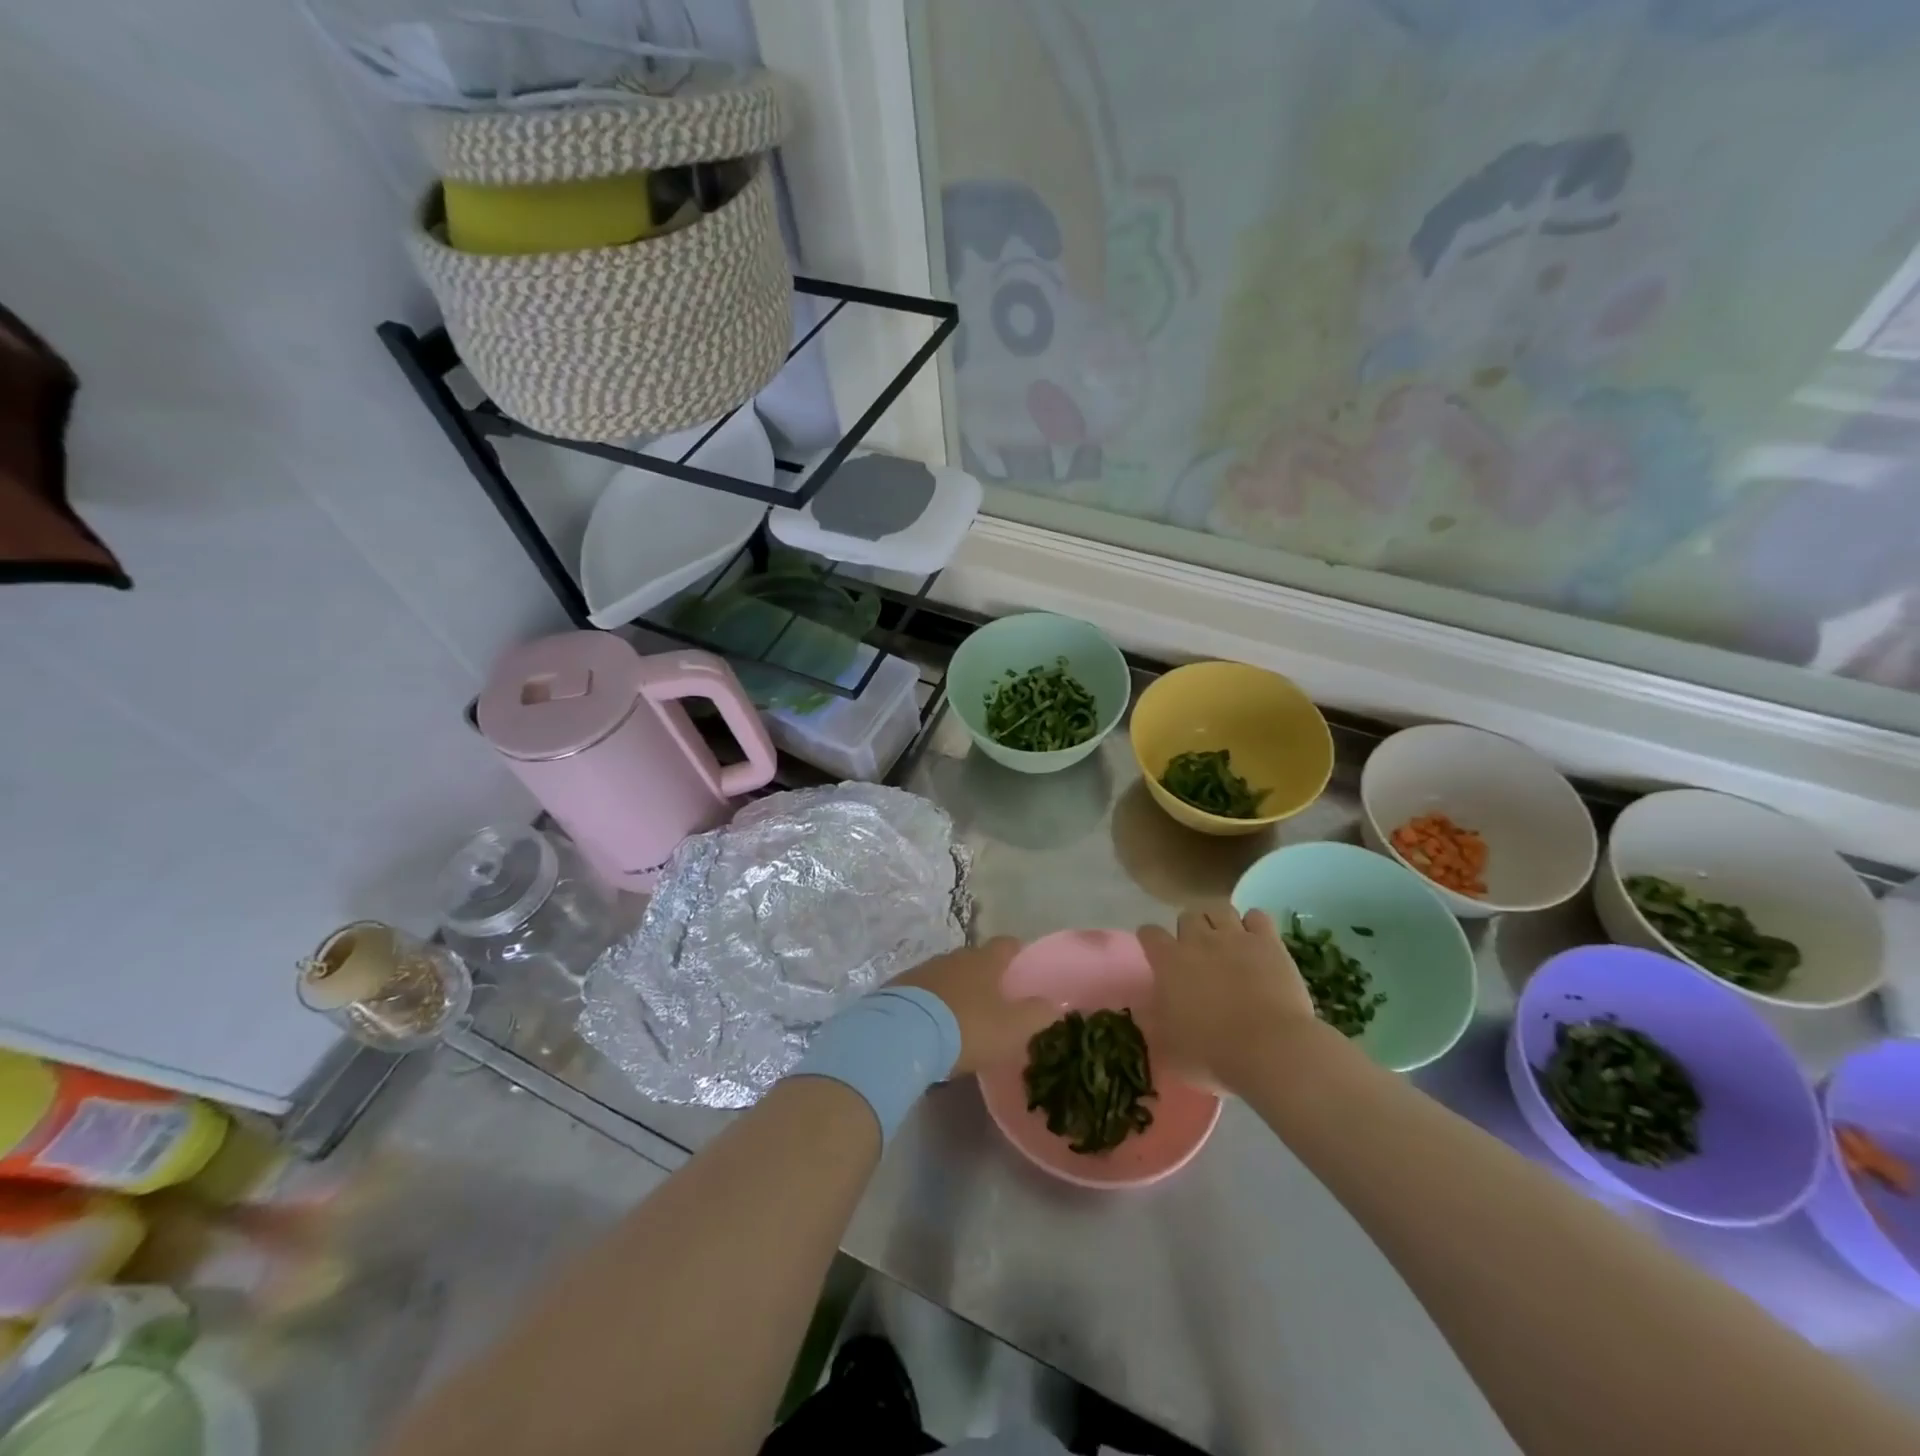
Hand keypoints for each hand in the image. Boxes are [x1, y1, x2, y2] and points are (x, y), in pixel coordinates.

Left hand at [891, 938, 1056, 1076]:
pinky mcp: (899, 987)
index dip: (1016, 952)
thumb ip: (1036, 1014)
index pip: (1006, 945)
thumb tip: (1055, 1002)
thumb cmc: (967, 1028)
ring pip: (947, 974)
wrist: (903, 1034)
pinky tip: (931, 1024)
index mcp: (984, 961)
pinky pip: (923, 990)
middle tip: (993, 998)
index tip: (1022, 964)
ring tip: (961, 1015)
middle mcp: (954, 957)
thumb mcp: (1011, 1028)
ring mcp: (924, 970)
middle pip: (975, 959)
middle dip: (984, 974)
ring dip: (955, 988)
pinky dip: (931, 1002)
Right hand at [1139, 902, 1318, 1088]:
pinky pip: (1257, 916)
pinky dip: (1254, 924)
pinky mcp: (1268, 942)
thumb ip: (1153, 1022)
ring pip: (1220, 909)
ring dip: (1219, 921)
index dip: (1151, 941)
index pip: (1149, 933)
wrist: (1270, 1049)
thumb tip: (1143, 1010)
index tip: (1157, 953)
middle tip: (1198, 953)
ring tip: (1226, 940)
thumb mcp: (1169, 1046)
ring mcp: (1235, 936)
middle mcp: (1198, 940)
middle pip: (1187, 916)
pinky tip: (1256, 940)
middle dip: (1189, 931)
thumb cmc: (1212, 1052)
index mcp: (1169, 961)